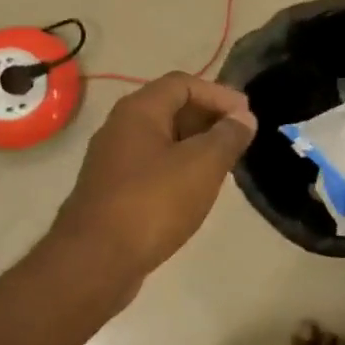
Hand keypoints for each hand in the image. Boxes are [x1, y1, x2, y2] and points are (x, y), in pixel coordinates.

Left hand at [52, 73, 256, 284]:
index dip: (219, 94)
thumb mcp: (202, 165)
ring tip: (225, 163)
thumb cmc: (153, 203)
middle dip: (208, 118)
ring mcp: (113, 161)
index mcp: (139, 111)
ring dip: (195, 145)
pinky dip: (179, 168)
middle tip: (240, 138)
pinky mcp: (113, 191)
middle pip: (170, 108)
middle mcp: (120, 128)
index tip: (247, 116)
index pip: (183, 83)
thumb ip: (228, 136)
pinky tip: (196, 190)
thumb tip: (244, 117)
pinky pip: (152, 166)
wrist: (96, 261)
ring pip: (162, 140)